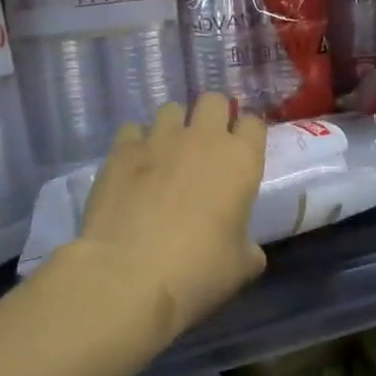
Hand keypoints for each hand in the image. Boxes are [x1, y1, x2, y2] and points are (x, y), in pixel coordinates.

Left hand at [74, 93, 267, 340]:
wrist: (128, 275)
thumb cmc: (198, 271)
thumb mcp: (240, 266)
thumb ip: (248, 246)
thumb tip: (245, 247)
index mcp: (241, 160)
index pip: (254, 123)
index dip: (248, 134)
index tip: (242, 151)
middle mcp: (203, 138)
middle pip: (213, 101)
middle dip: (213, 116)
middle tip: (206, 146)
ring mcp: (159, 139)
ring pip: (171, 109)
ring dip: (174, 126)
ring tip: (167, 153)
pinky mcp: (122, 150)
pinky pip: (133, 130)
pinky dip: (136, 143)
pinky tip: (133, 167)